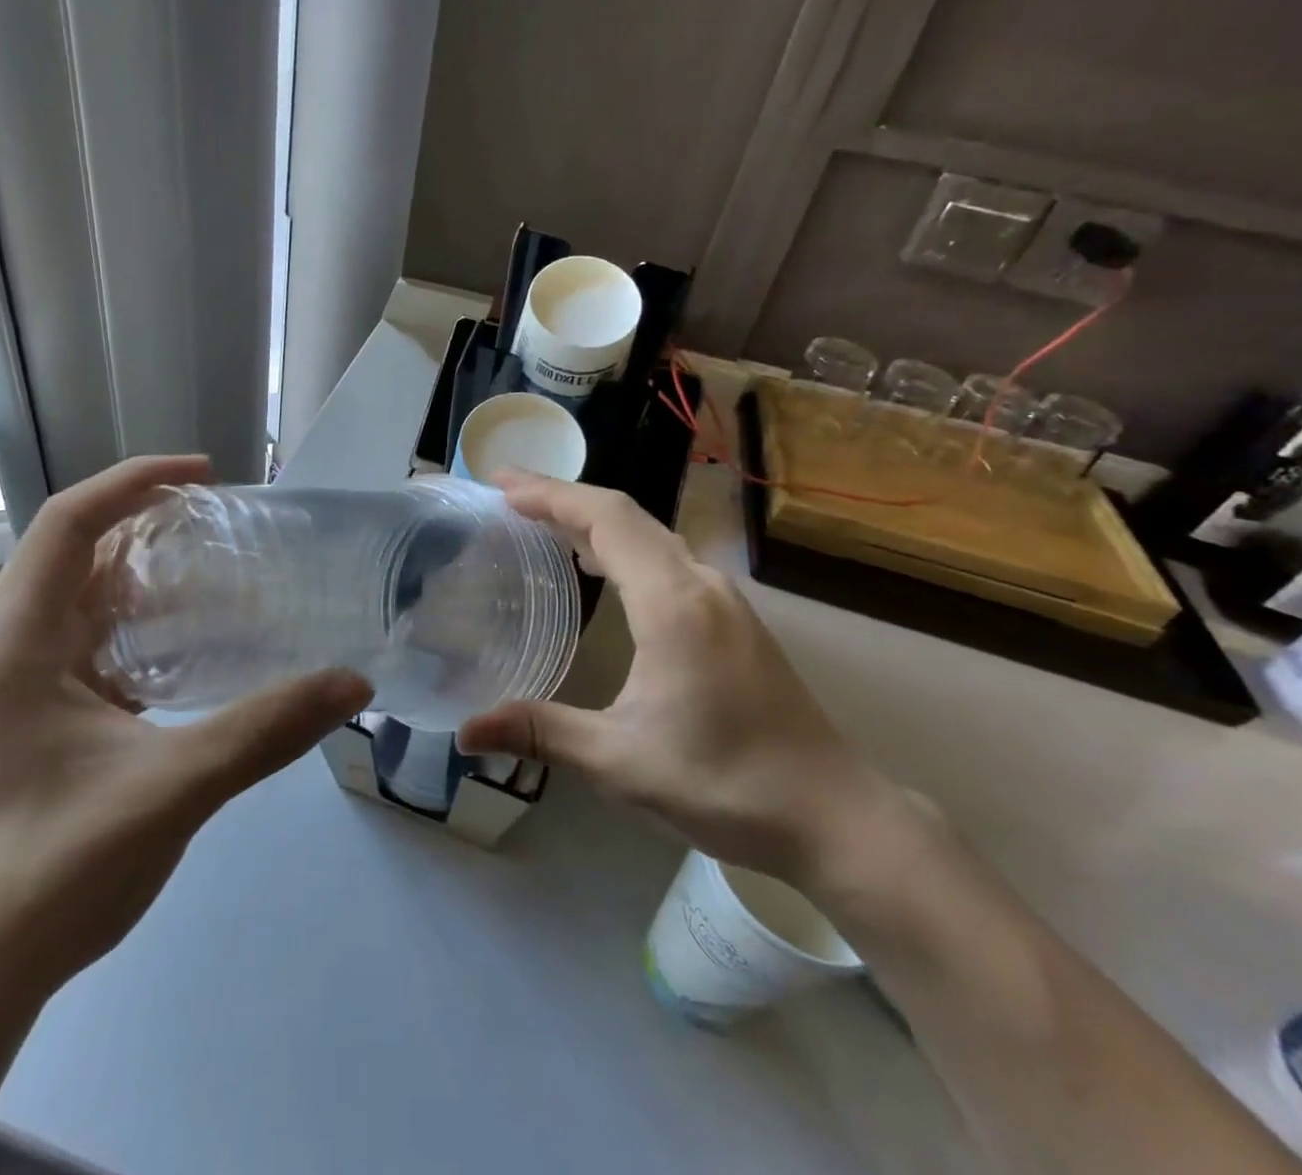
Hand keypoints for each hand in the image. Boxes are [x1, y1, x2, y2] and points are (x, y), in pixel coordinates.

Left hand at [0, 455, 371, 998]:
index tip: (206, 476)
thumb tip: (354, 681)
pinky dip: (143, 622)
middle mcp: (10, 646)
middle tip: (226, 524)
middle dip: (149, 524)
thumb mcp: (170, 792)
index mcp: (18, 642)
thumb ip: (264, 731)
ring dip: (148, 574)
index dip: (135, 482)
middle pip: (80, 551)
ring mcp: (21, 681)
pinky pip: (94, 638)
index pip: (70, 522)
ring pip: (87, 596)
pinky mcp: (39, 711)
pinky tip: (194, 641)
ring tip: (220, 570)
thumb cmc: (53, 875)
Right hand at [456, 472, 893, 881]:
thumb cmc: (727, 784)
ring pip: (650, 535)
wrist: (836, 817)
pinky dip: (623, 547)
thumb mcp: (621, 762)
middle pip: (626, 514)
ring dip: (594, 521)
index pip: (604, 518)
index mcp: (672, 601)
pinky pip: (667, 559)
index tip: (500, 484)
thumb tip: (465, 732)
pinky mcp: (734, 620)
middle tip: (507, 496)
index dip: (550, 494)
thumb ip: (541, 733)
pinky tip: (602, 571)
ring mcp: (723, 600)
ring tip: (542, 525)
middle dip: (563, 498)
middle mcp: (700, 583)